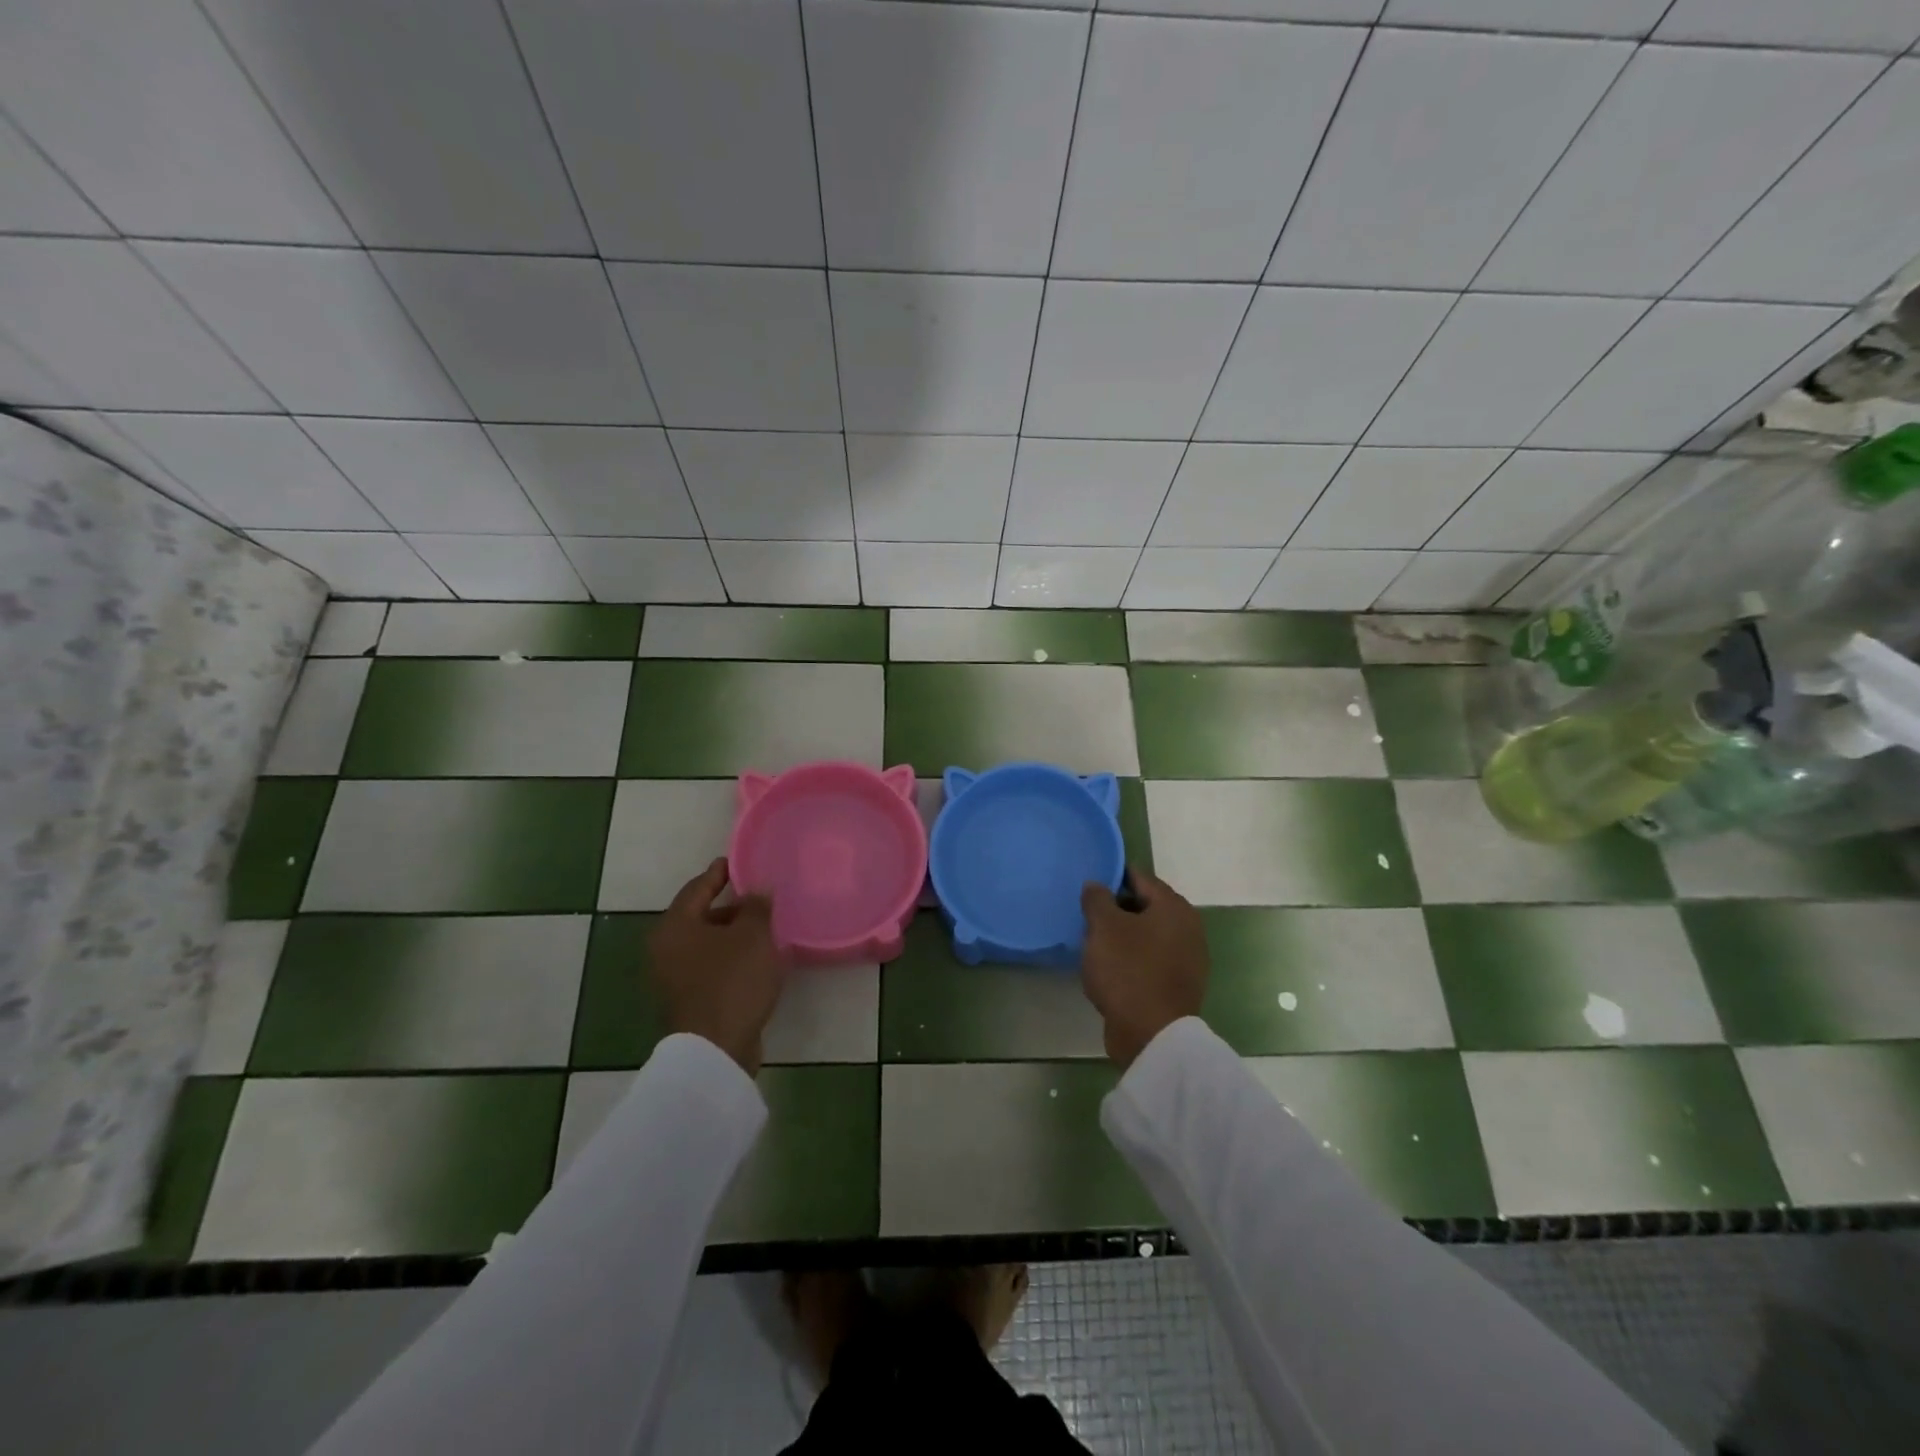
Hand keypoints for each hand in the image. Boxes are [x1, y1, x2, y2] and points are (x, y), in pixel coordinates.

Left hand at [649, 858, 781, 1075]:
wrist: (716, 1049)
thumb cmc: (732, 981)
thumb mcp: (753, 936)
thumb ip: (756, 906)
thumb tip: (757, 890)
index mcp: (674, 926)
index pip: (698, 887)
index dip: (720, 873)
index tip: (737, 862)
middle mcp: (666, 949)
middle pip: (700, 915)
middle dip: (730, 906)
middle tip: (759, 897)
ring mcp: (673, 977)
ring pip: (706, 943)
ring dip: (732, 934)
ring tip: (764, 928)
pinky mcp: (688, 999)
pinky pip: (711, 966)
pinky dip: (730, 957)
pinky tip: (756, 959)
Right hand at [1080, 868, 1208, 1069]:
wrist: (1152, 1035)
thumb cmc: (1128, 970)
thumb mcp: (1104, 927)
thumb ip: (1097, 899)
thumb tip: (1096, 885)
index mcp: (1174, 907)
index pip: (1140, 877)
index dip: (1112, 877)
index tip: (1089, 886)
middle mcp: (1188, 928)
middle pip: (1145, 906)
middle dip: (1117, 908)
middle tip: (1087, 915)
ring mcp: (1187, 959)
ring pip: (1147, 935)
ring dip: (1123, 936)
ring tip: (1094, 941)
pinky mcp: (1178, 985)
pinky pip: (1150, 960)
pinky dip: (1131, 958)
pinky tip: (1109, 968)